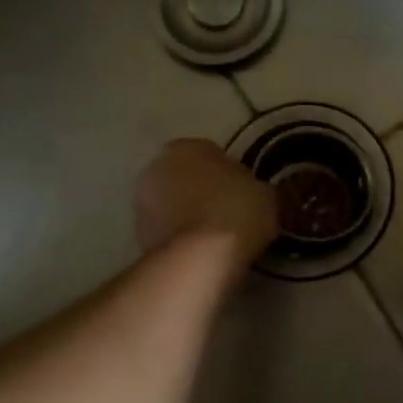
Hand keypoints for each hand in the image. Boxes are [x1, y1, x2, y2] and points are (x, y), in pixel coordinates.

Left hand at [134, 139, 277, 270]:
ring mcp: (141, 204)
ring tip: (214, 237)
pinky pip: (166, 232)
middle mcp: (156, 168)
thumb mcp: (264, 192)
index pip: (208, 153)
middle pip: (183, 177)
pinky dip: (180, 239)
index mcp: (186, 147)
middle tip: (227, 212)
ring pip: (170, 205)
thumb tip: (251, 194)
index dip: (226, 173)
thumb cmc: (237, 209)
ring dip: (186, 216)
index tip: (242, 191)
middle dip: (200, 192)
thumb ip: (252, 185)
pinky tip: (201, 252)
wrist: (202, 256)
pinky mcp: (138, 237)